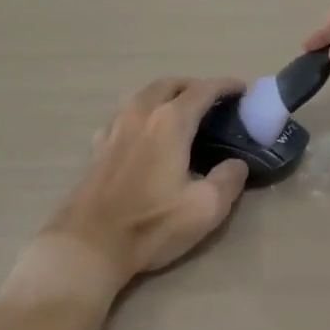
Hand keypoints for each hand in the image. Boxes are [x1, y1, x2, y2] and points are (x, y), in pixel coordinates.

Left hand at [47, 77, 249, 284]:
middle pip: (171, 84)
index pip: (203, 90)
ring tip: (182, 111)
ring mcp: (115, 126)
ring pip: (145, 94)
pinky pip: (126, 113)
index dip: (225, 85)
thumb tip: (237, 164)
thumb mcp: (205, 208)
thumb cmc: (150, 224)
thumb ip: (229, 180)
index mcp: (170, 122)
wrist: (87, 245)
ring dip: (167, 94)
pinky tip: (146, 133)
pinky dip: (144, 112)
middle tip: (213, 101)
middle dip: (195, 85)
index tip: (242, 88)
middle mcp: (141, 113)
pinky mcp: (98, 144)